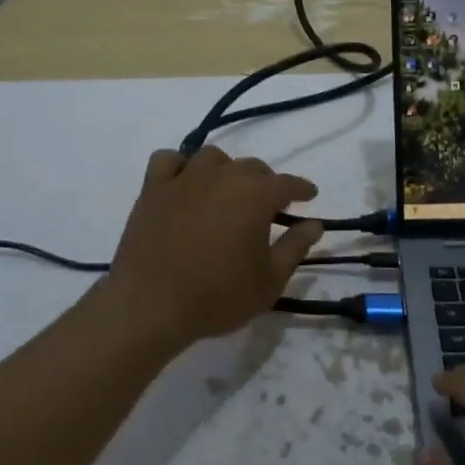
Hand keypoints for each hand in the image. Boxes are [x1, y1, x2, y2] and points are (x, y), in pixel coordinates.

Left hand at [102, 147, 324, 348]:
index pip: (286, 183)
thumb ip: (295, 247)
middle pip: (251, 167)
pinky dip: (181, 166)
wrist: (150, 307)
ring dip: (226, 170)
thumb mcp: (269, 281)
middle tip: (267, 206)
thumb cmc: (217, 297)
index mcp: (254, 196)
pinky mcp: (153, 188)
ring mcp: (184, 179)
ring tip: (227, 192)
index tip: (309, 195)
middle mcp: (221, 177)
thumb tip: (315, 223)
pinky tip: (185, 182)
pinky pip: (169, 160)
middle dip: (266, 183)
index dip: (301, 188)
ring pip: (213, 158)